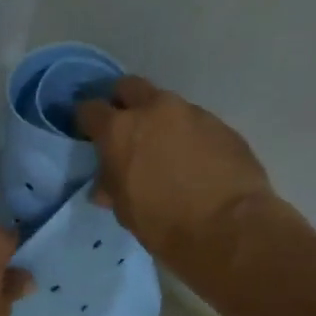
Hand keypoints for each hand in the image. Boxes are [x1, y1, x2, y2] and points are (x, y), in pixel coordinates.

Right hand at [76, 75, 295, 281]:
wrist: (228, 228)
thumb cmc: (163, 223)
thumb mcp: (124, 209)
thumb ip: (112, 186)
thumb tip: (105, 185)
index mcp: (119, 130)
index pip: (90, 109)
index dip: (87, 122)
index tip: (90, 135)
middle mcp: (154, 110)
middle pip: (129, 87)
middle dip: (123, 103)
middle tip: (126, 130)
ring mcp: (192, 113)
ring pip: (167, 106)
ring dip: (161, 122)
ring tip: (166, 152)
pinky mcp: (222, 125)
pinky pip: (196, 124)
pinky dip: (189, 137)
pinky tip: (195, 163)